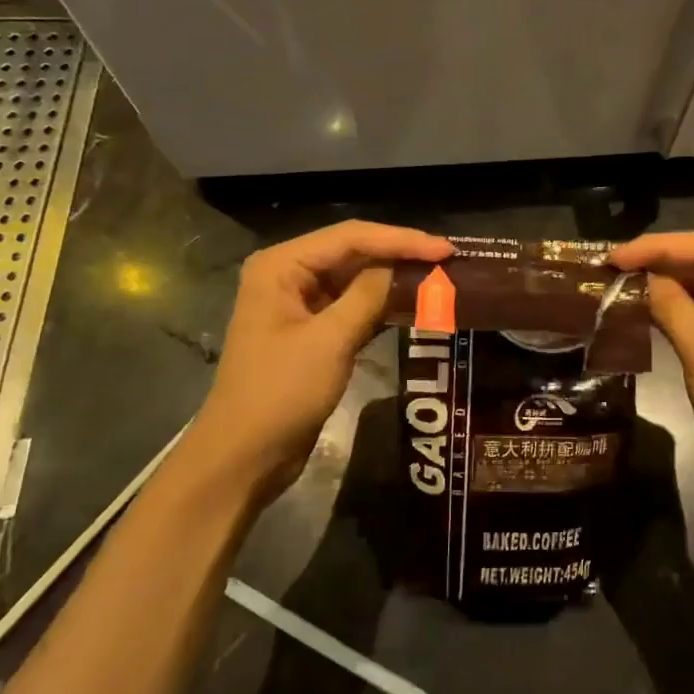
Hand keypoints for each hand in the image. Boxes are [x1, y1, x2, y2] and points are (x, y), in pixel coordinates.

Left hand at [189, 221, 452, 502]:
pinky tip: (416, 304)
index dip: (401, 240)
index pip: (350, 237)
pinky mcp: (312, 331)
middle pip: (353, 252)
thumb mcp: (330, 341)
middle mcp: (288, 275)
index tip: (446, 249)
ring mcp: (300, 304)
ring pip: (356, 279)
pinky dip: (382, 304)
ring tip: (441, 276)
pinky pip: (353, 306)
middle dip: (400, 255)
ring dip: (395, 279)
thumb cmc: (280, 393)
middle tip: (449, 259)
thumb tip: (404, 266)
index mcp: (281, 266)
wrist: (244, 456)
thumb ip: (368, 295)